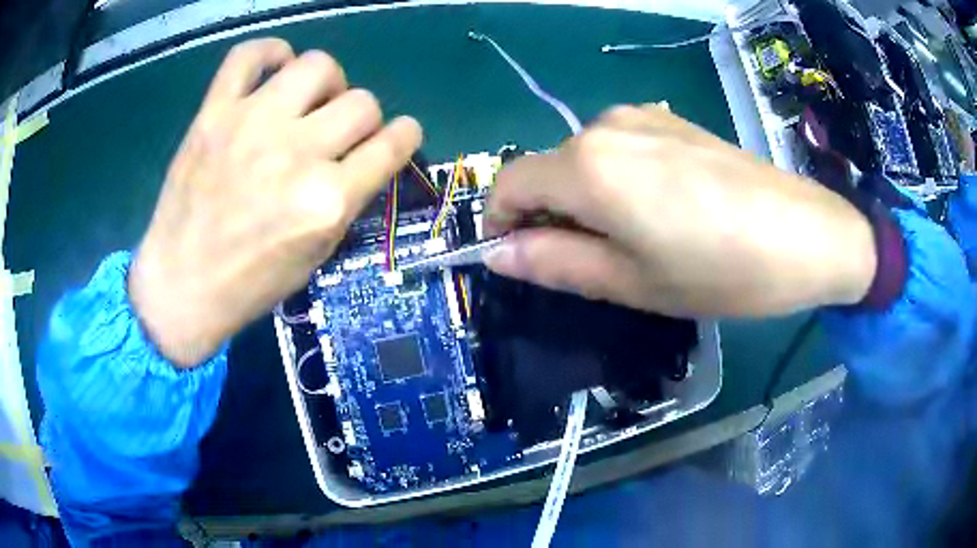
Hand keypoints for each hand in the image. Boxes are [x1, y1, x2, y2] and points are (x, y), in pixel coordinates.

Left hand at [129, 39, 421, 366]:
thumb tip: (366, 156)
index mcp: (327, 201)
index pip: (393, 143)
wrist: (181, 287)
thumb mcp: (316, 254)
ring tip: (308, 102)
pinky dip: (269, 53)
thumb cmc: (250, 284)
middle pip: (362, 102)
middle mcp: (296, 154)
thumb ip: (347, 199)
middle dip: (361, 119)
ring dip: (326, 83)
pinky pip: (250, 55)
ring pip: (318, 66)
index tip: (397, 135)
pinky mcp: (214, 113)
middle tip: (336, 135)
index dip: (404, 135)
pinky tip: (274, 70)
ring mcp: (252, 125)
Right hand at [484, 105, 875, 317]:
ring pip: (584, 158)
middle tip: (593, 263)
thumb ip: (555, 264)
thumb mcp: (631, 283)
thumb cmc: (720, 270)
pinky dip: (616, 178)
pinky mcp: (672, 119)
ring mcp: (642, 116)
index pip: (509, 184)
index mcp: (588, 167)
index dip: (501, 222)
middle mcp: (605, 126)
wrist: (807, 234)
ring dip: (586, 197)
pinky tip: (664, 206)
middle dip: (550, 215)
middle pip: (547, 170)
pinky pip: (619, 147)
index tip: (521, 257)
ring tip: (636, 237)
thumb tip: (498, 254)